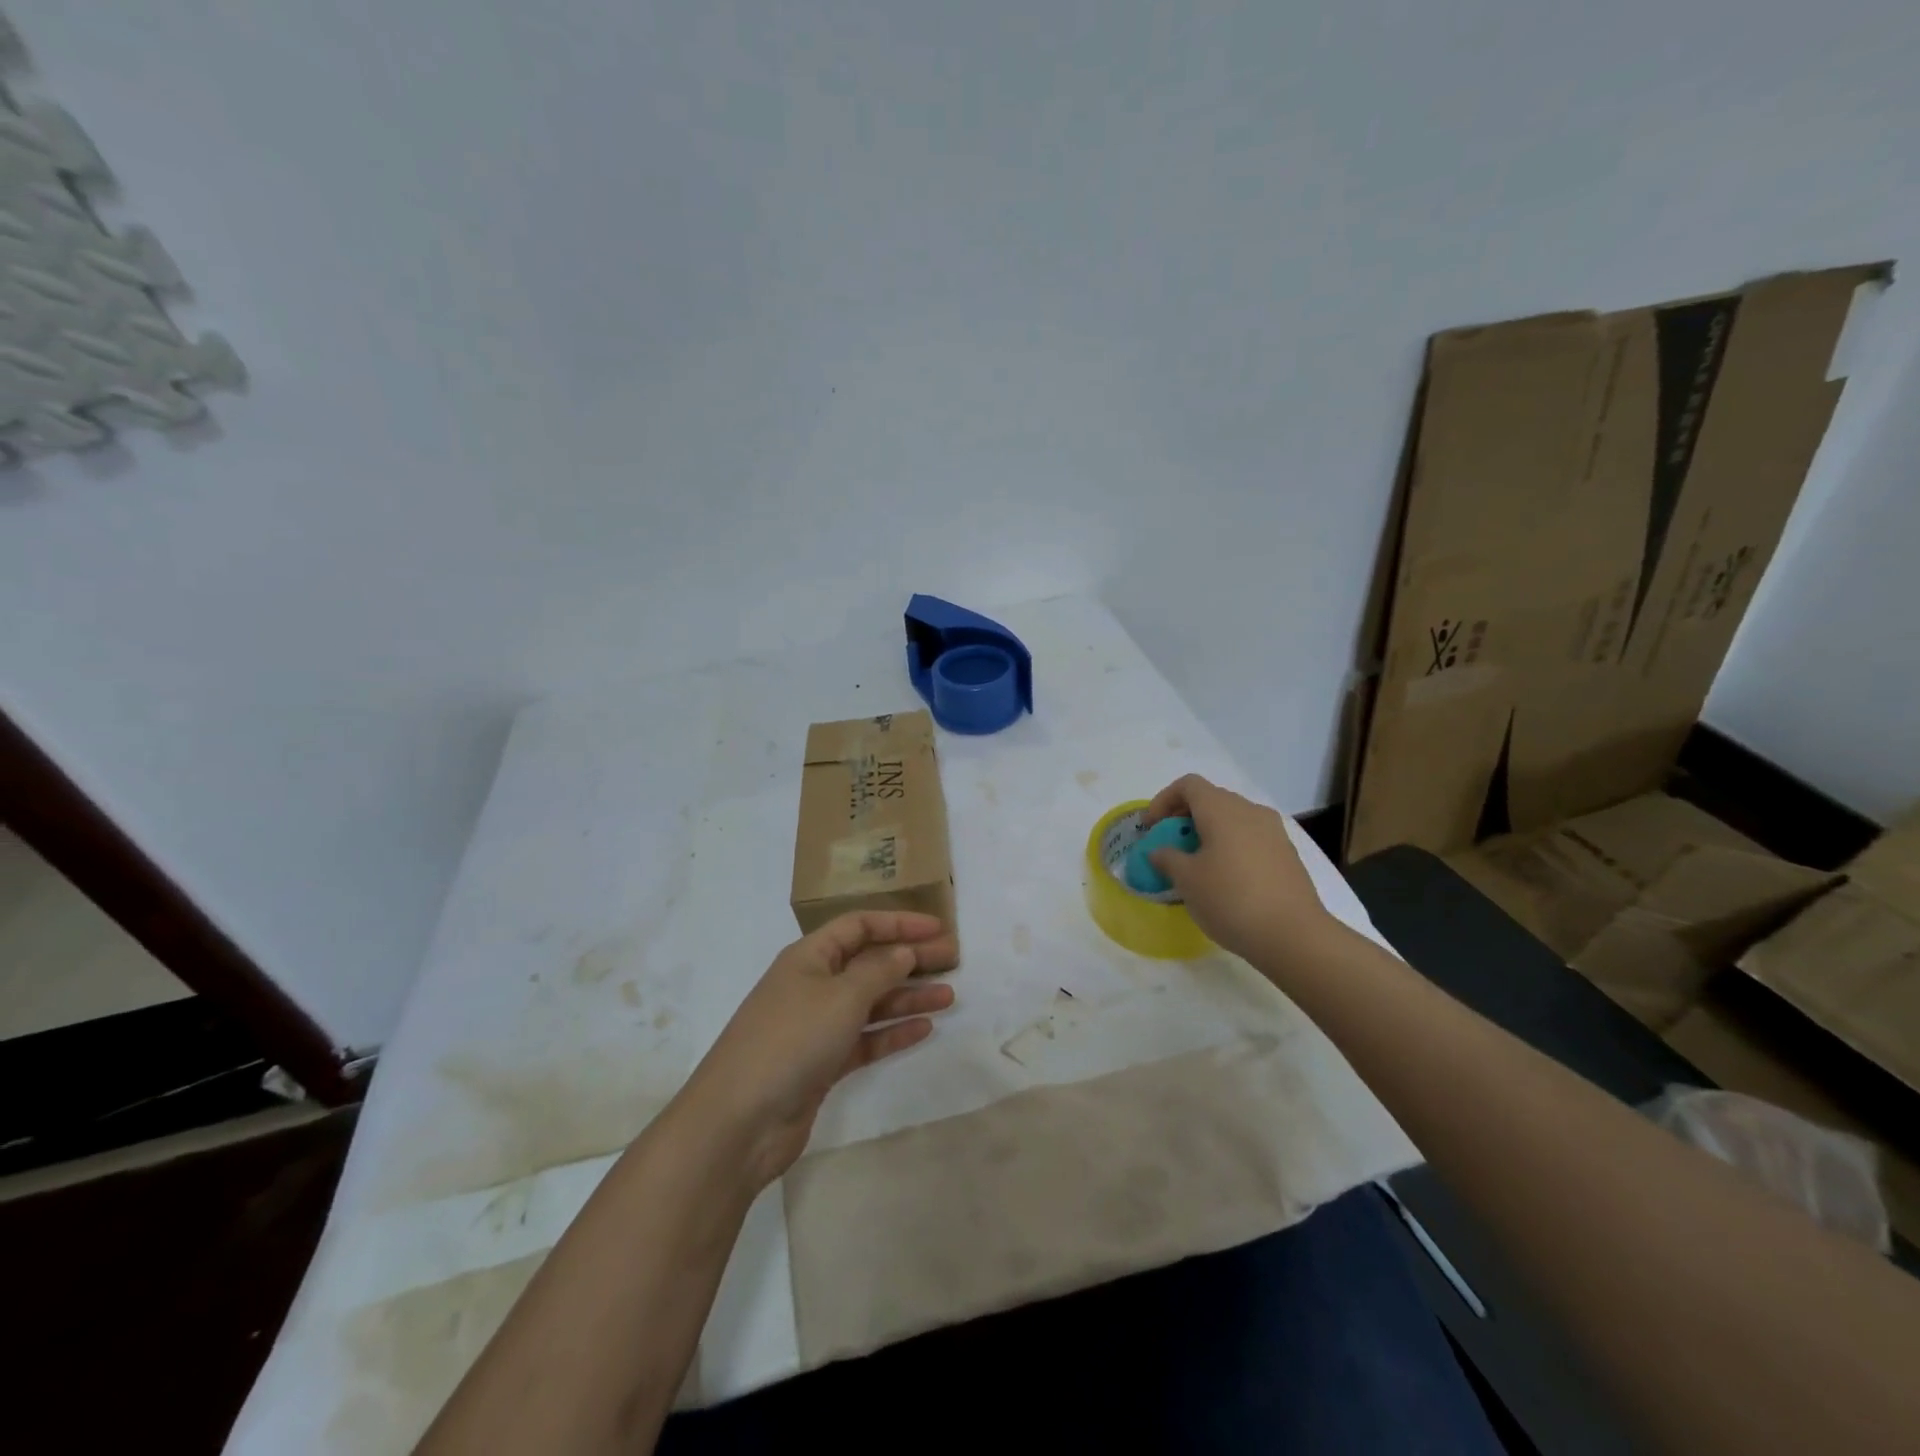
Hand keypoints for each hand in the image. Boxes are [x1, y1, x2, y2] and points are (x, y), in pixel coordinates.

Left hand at [675, 911, 957, 1191]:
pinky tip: (924, 1029)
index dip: (898, 922)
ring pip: (870, 1002)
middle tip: (953, 960)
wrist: (739, 1121)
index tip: (937, 928)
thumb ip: (879, 971)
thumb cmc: (792, 1040)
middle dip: (909, 959)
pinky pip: (865, 1039)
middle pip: (869, 962)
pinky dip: (892, 1033)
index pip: (859, 925)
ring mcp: (816, 1026)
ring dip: (907, 997)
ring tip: (948, 997)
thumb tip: (904, 952)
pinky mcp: (822, 1064)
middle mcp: (813, 984)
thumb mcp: (841, 996)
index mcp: (809, 956)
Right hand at [1143, 774, 1339, 965]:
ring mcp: (1273, 832)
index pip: (1188, 785)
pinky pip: (1250, 839)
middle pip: (1211, 799)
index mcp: (1222, 809)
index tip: (1152, 829)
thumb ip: (1167, 858)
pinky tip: (1225, 880)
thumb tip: (1160, 851)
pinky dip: (1230, 848)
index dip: (1163, 800)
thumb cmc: (1231, 899)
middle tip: (1170, 846)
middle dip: (1185, 818)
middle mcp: (1250, 811)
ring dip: (1209, 834)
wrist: (1294, 935)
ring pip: (1232, 820)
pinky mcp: (1287, 855)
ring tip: (1196, 865)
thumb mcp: (1187, 880)